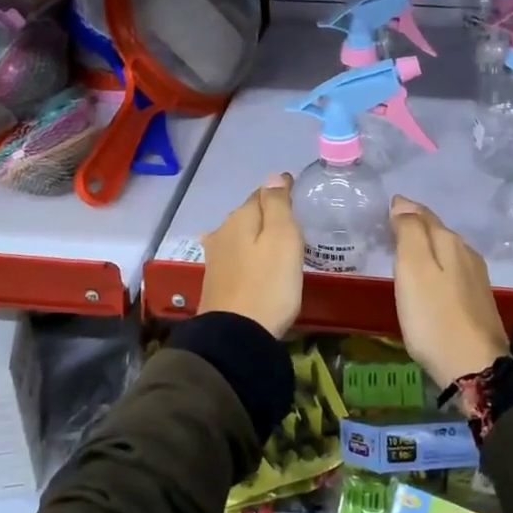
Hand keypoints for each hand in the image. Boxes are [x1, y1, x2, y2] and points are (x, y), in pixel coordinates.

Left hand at [198, 173, 303, 338]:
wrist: (236, 336)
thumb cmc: (268, 284)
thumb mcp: (282, 239)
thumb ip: (277, 205)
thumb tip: (274, 176)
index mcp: (240, 218)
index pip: (262, 193)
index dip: (280, 191)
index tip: (296, 191)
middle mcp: (223, 232)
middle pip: (248, 214)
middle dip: (266, 212)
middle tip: (291, 217)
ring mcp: (216, 258)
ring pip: (240, 235)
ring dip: (255, 234)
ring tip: (275, 240)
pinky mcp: (216, 282)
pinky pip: (236, 256)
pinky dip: (248, 252)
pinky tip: (253, 261)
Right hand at [389, 196, 508, 388]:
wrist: (475, 368)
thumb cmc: (434, 318)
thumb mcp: (413, 270)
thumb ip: (409, 233)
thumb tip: (403, 204)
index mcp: (450, 242)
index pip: (423, 215)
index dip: (404, 210)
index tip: (386, 209)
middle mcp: (467, 254)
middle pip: (437, 231)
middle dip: (416, 227)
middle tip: (390, 229)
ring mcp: (476, 278)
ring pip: (446, 251)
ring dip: (427, 247)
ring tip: (406, 253)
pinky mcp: (478, 301)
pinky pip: (452, 271)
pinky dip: (437, 267)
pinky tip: (429, 280)